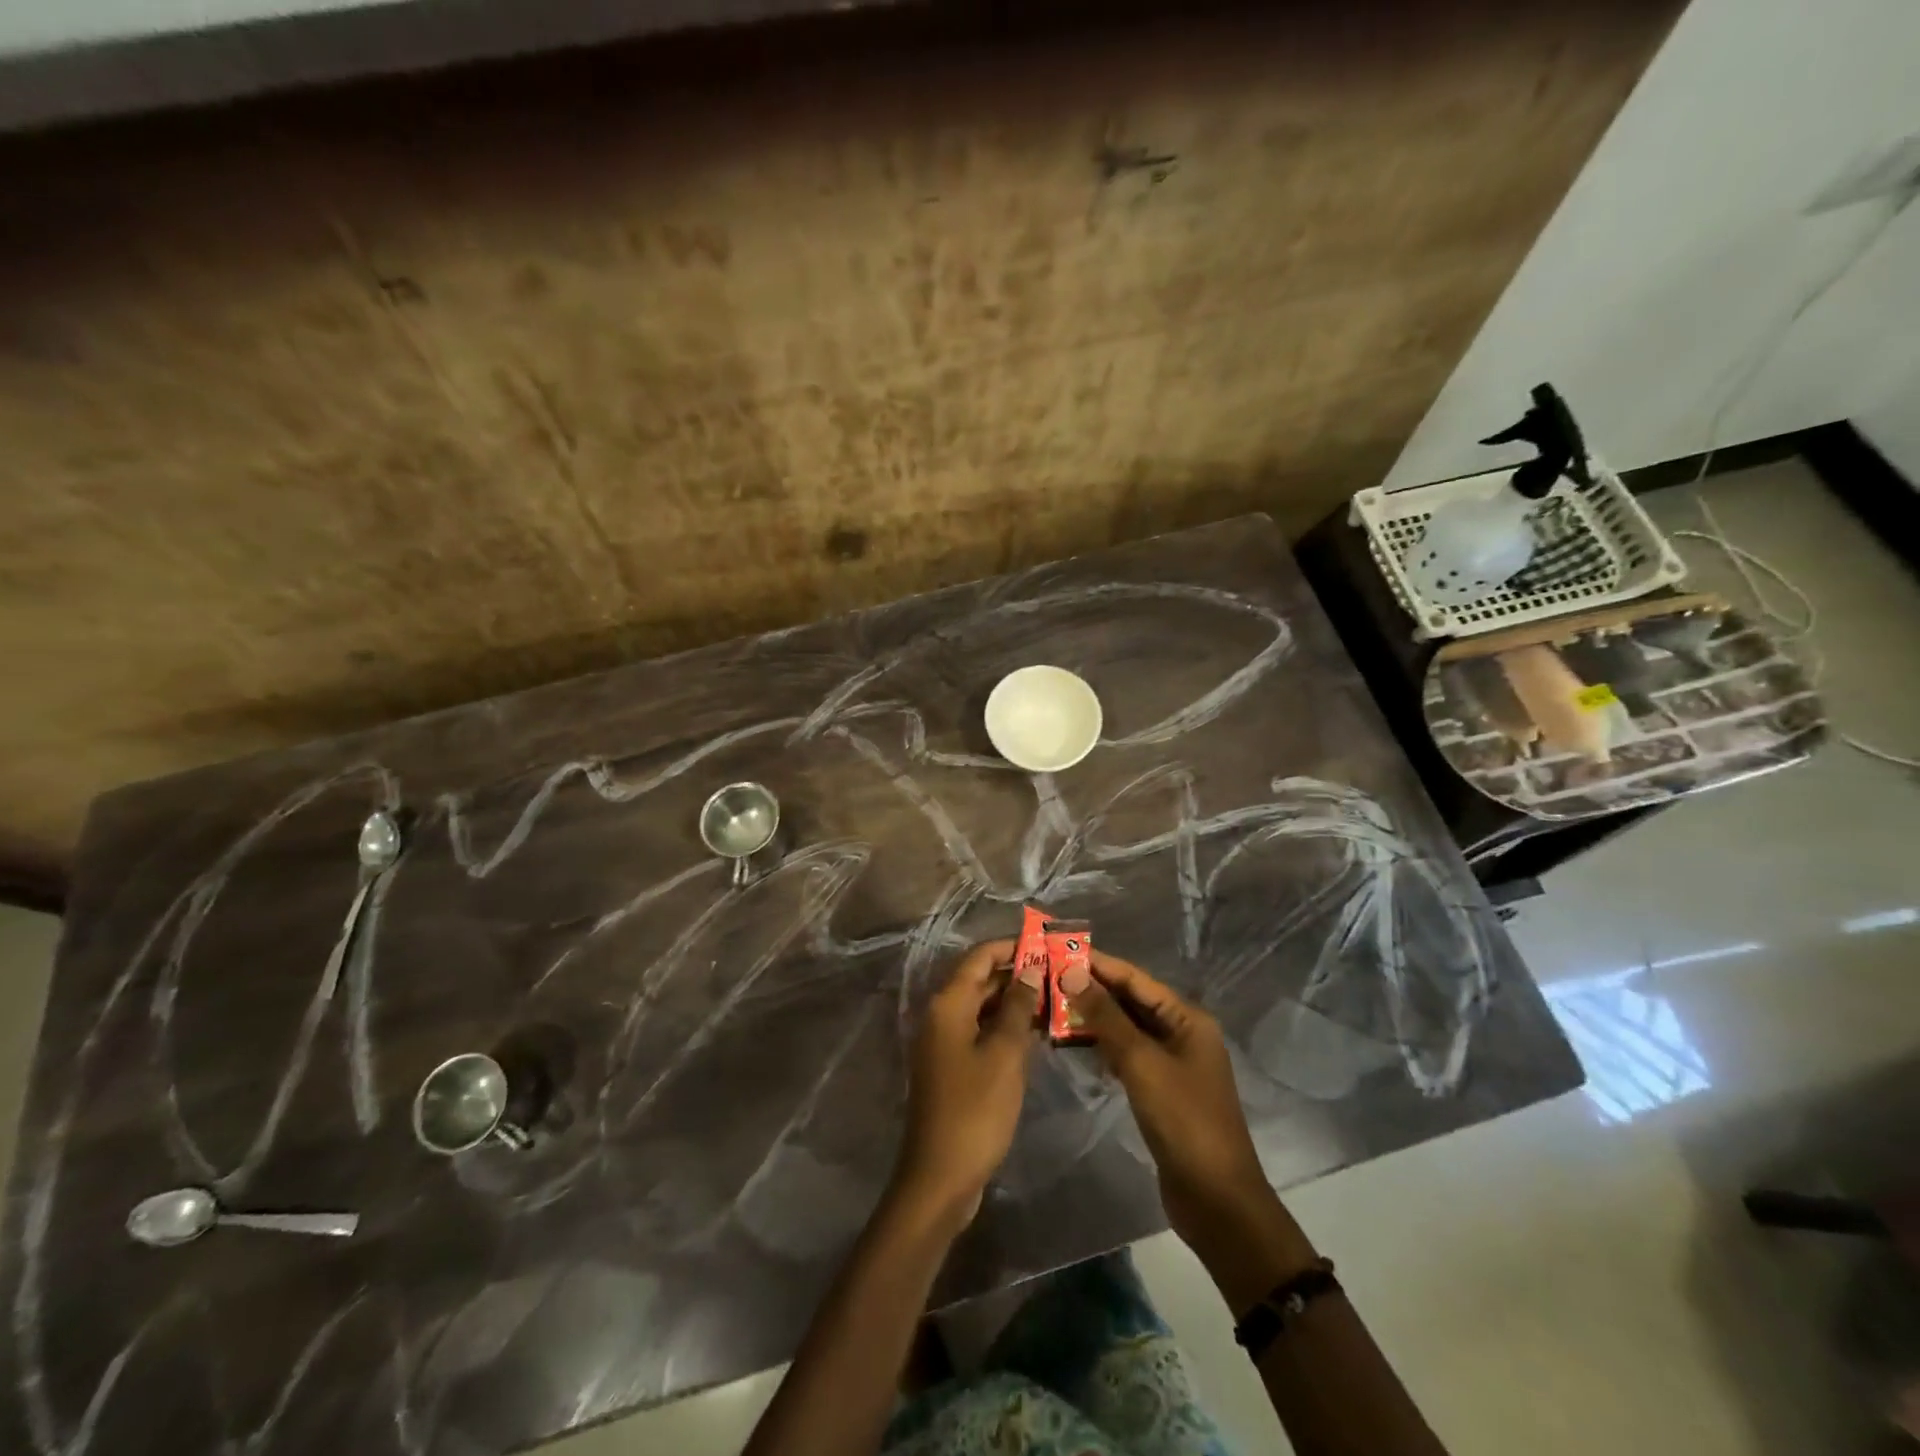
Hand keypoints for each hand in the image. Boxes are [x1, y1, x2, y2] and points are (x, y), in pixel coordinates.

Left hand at [893, 939, 1038, 1226]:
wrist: (940, 1177)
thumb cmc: (975, 1110)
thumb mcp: (1003, 1054)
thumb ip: (1017, 1007)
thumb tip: (1030, 968)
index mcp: (948, 1004)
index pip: (980, 957)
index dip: (1012, 946)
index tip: (1048, 945)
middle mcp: (942, 1015)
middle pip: (981, 979)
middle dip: (1019, 974)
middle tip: (1061, 974)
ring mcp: (945, 1042)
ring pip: (984, 1007)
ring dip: (1016, 1002)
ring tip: (1058, 1000)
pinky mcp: (953, 1066)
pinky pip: (982, 1031)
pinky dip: (1006, 1027)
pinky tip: (1038, 1033)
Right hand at [1070, 950, 1314, 1308]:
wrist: (1215, 1199)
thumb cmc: (1183, 1120)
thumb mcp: (1142, 1062)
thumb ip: (1106, 1017)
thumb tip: (1072, 973)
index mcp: (1187, 1018)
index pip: (1136, 979)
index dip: (1098, 964)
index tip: (1059, 951)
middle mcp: (1182, 1033)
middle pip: (1131, 1001)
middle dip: (1092, 990)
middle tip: (1046, 979)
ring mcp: (1172, 1062)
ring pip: (1126, 1029)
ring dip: (1094, 1019)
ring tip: (1051, 1007)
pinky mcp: (1161, 1089)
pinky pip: (1127, 1055)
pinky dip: (1103, 1048)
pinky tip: (1074, 1045)